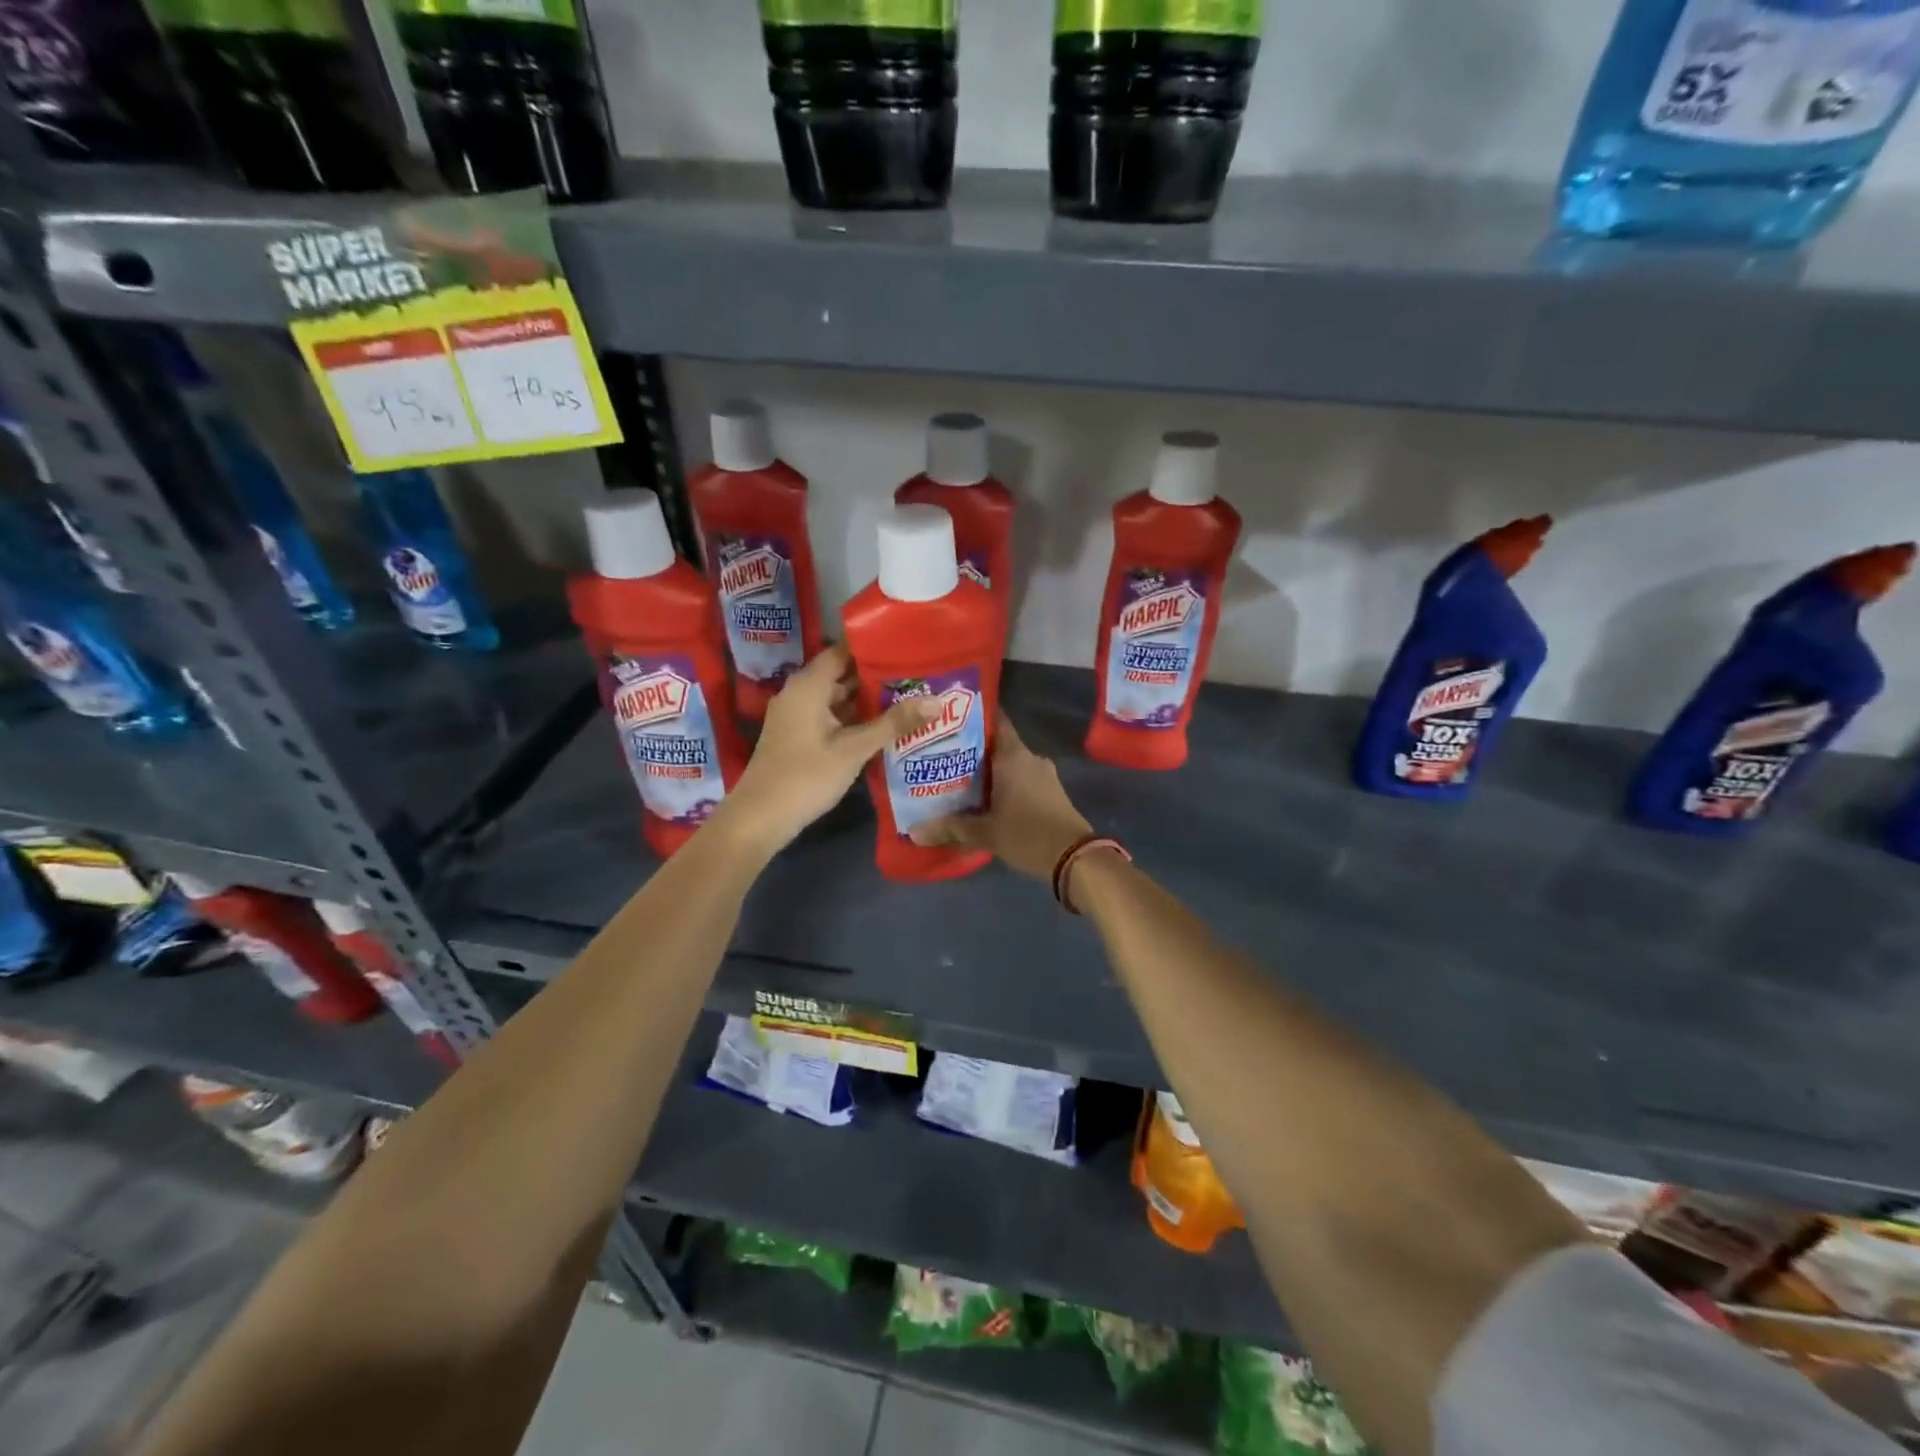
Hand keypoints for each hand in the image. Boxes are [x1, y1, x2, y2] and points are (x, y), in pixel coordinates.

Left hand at [714, 646, 934, 856]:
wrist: (760, 817)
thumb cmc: (806, 776)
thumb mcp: (854, 749)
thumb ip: (894, 723)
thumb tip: (936, 700)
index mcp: (809, 685)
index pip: (844, 651)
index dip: (874, 647)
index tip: (907, 647)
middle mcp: (800, 692)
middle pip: (842, 674)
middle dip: (878, 676)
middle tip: (917, 675)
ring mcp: (797, 715)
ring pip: (838, 698)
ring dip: (868, 700)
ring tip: (909, 698)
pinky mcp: (799, 735)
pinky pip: (831, 716)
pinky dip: (854, 718)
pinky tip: (883, 727)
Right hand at [910, 712, 1092, 880]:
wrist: (1075, 858)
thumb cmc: (1027, 834)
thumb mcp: (985, 833)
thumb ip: (951, 828)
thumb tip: (915, 831)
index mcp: (1013, 756)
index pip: (995, 720)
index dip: (973, 715)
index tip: (950, 717)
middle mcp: (1030, 758)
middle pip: (997, 744)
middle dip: (972, 749)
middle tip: (942, 754)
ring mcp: (1044, 775)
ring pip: (1009, 764)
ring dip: (988, 770)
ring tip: (957, 778)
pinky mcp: (1051, 792)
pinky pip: (1021, 779)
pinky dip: (1004, 784)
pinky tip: (984, 799)